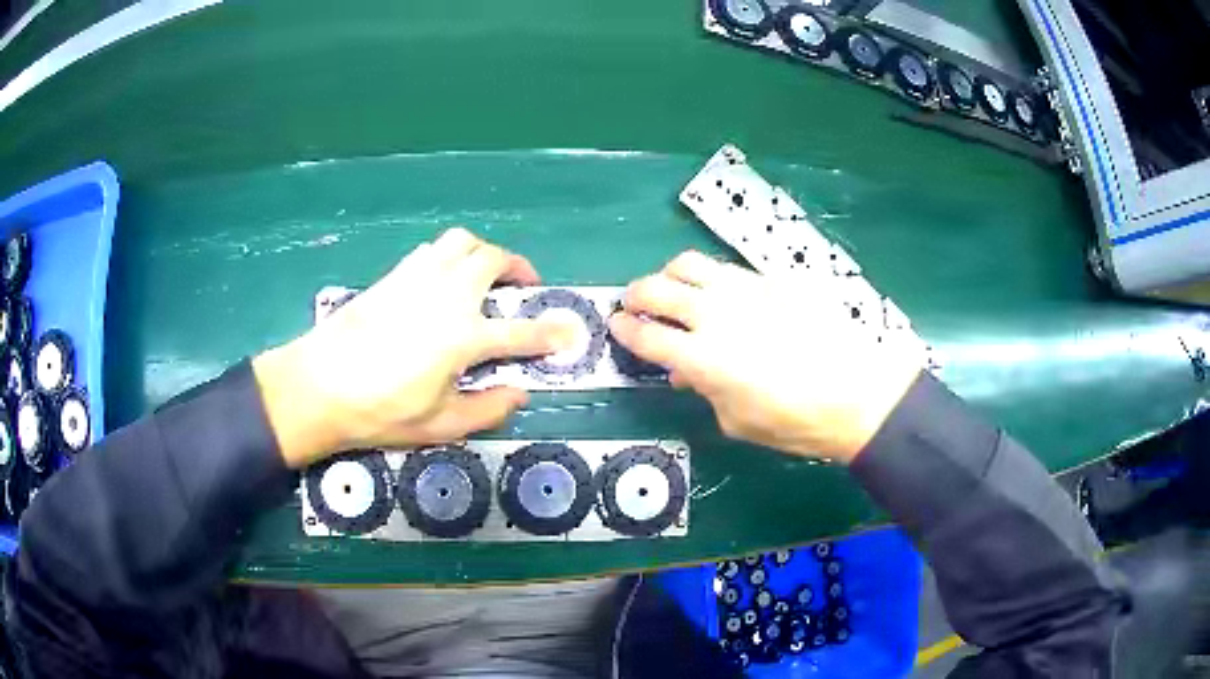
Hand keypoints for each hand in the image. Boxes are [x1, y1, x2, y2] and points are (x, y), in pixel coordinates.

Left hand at [253, 228, 570, 468]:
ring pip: (462, 242)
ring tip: (483, 275)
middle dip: (518, 269)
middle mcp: (448, 296)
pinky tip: (442, 280)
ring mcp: (419, 279)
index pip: (521, 332)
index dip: (550, 334)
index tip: (569, 333)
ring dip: (482, 253)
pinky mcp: (394, 275)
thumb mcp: (440, 425)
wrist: (320, 385)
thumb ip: (487, 409)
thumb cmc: (380, 411)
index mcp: (464, 337)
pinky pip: (432, 250)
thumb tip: (519, 393)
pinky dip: (450, 256)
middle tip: (524, 287)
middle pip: (494, 261)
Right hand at [609, 251, 922, 461]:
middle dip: (635, 295)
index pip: (646, 335)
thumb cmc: (794, 421)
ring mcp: (744, 290)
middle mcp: (715, 315)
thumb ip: (704, 391)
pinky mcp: (771, 280)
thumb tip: (685, 372)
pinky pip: (726, 268)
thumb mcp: (737, 421)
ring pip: (689, 265)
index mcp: (701, 359)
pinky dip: (709, 276)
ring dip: (669, 275)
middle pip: (656, 290)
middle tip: (634, 304)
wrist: (857, 392)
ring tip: (671, 289)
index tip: (616, 325)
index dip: (624, 329)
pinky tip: (717, 291)